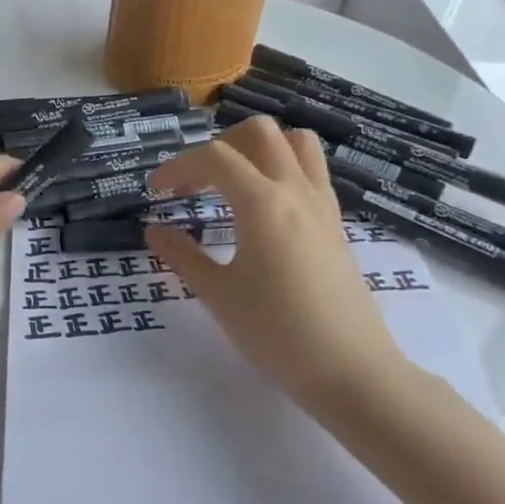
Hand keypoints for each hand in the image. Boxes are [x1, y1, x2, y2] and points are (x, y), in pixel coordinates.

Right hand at [145, 117, 415, 416]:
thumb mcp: (218, 295)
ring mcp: (322, 205)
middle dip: (219, 145)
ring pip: (296, 143)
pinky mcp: (336, 225)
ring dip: (259, 149)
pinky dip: (283, 170)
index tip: (155, 192)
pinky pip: (312, 172)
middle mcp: (296, 191)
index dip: (177, 167)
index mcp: (263, 203)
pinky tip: (264, 209)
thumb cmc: (276, 333)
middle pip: (259, 132)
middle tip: (197, 182)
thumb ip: (181, 255)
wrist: (350, 371)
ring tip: (234, 184)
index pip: (214, 158)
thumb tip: (153, 229)